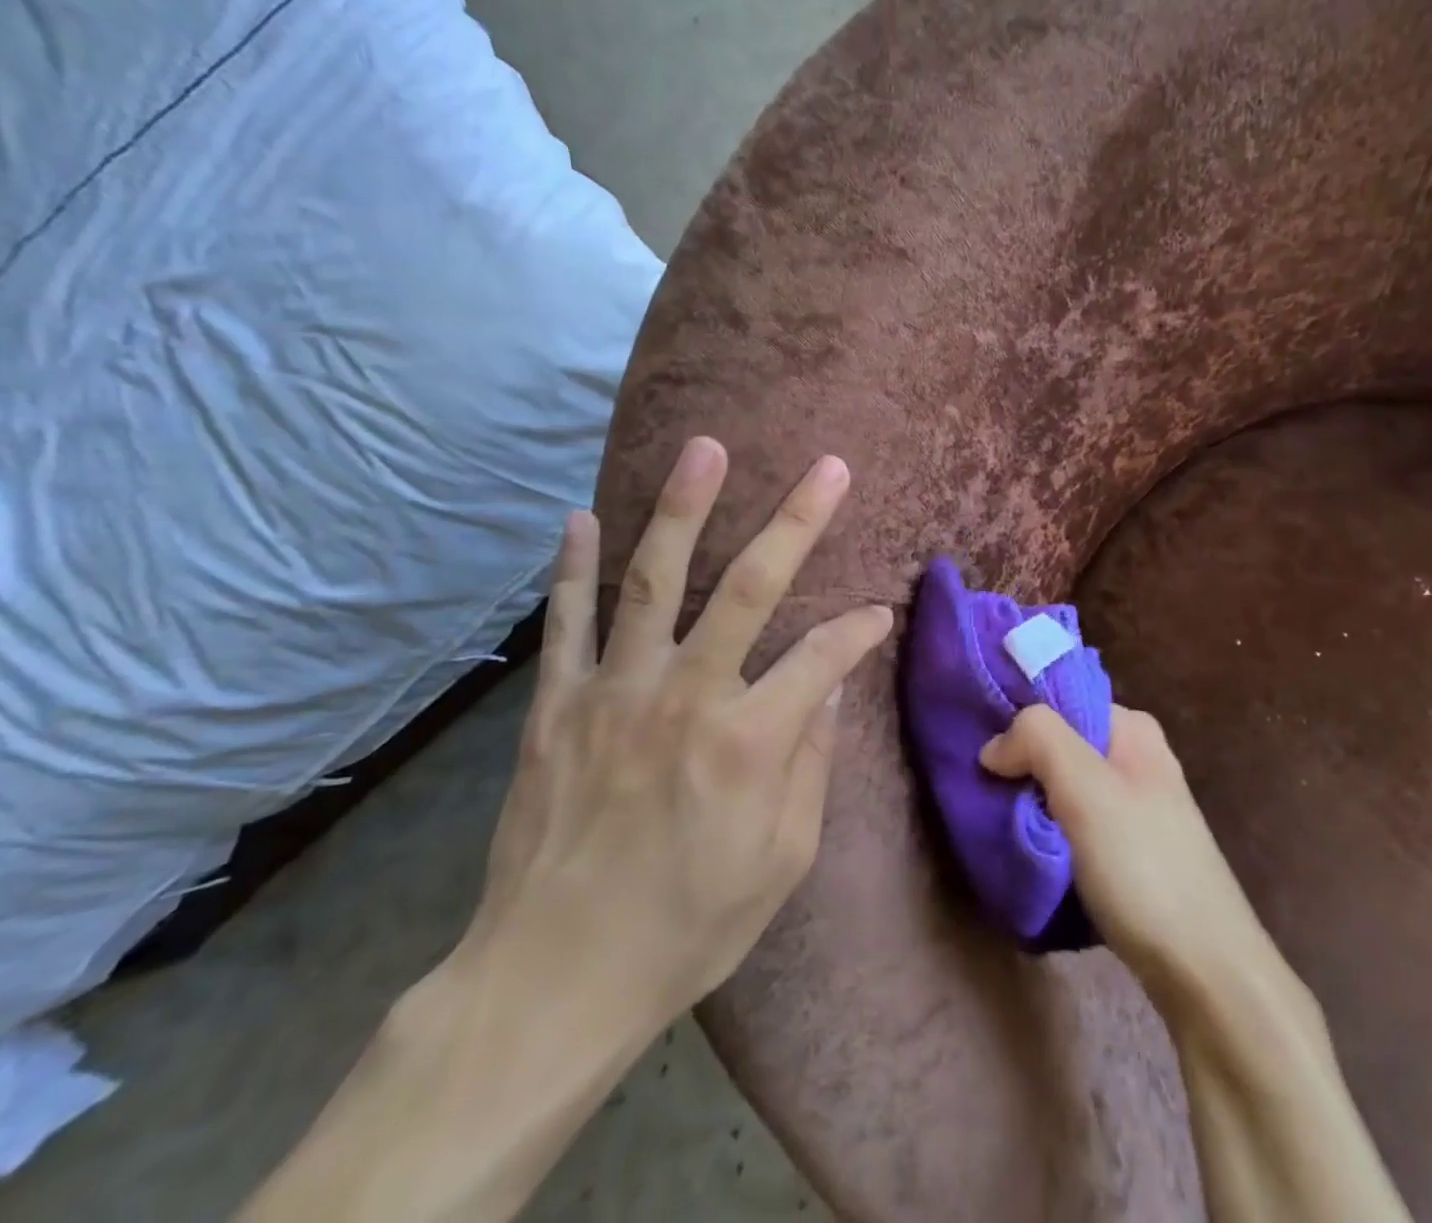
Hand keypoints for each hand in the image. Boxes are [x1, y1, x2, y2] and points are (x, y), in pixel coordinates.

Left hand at [460, 437, 893, 1042]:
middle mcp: (685, 696)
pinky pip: (566, 622)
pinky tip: (583, 516)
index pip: (824, 655)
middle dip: (796, 521)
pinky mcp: (556, 706)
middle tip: (827, 467)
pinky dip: (576, 567)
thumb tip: (829, 684)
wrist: (552, 982)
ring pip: (654, 580)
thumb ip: (811, 762)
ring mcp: (613, 692)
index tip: (880, 613)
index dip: (860, 629)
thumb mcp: (781, 862)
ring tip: (706, 450)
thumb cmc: (687, 928)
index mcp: (749, 740)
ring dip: (683, 509)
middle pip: (748, 587)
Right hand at [979, 705, 1281, 1011]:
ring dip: (1031, 799)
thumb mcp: (1086, 789)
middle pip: (1060, 743)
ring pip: (1064, 786)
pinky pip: (1074, 822)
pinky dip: (1048, 830)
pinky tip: (1027, 847)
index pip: (1060, 698)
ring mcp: (1135, 808)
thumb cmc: (1144, 868)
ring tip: (996, 817)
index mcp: (1133, 729)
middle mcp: (1136, 759)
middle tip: (983, 789)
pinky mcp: (1130, 851)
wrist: (1205, 973)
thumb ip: (1039, 740)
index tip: (979, 747)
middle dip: (1021, 762)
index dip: (1018, 718)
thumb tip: (994, 746)